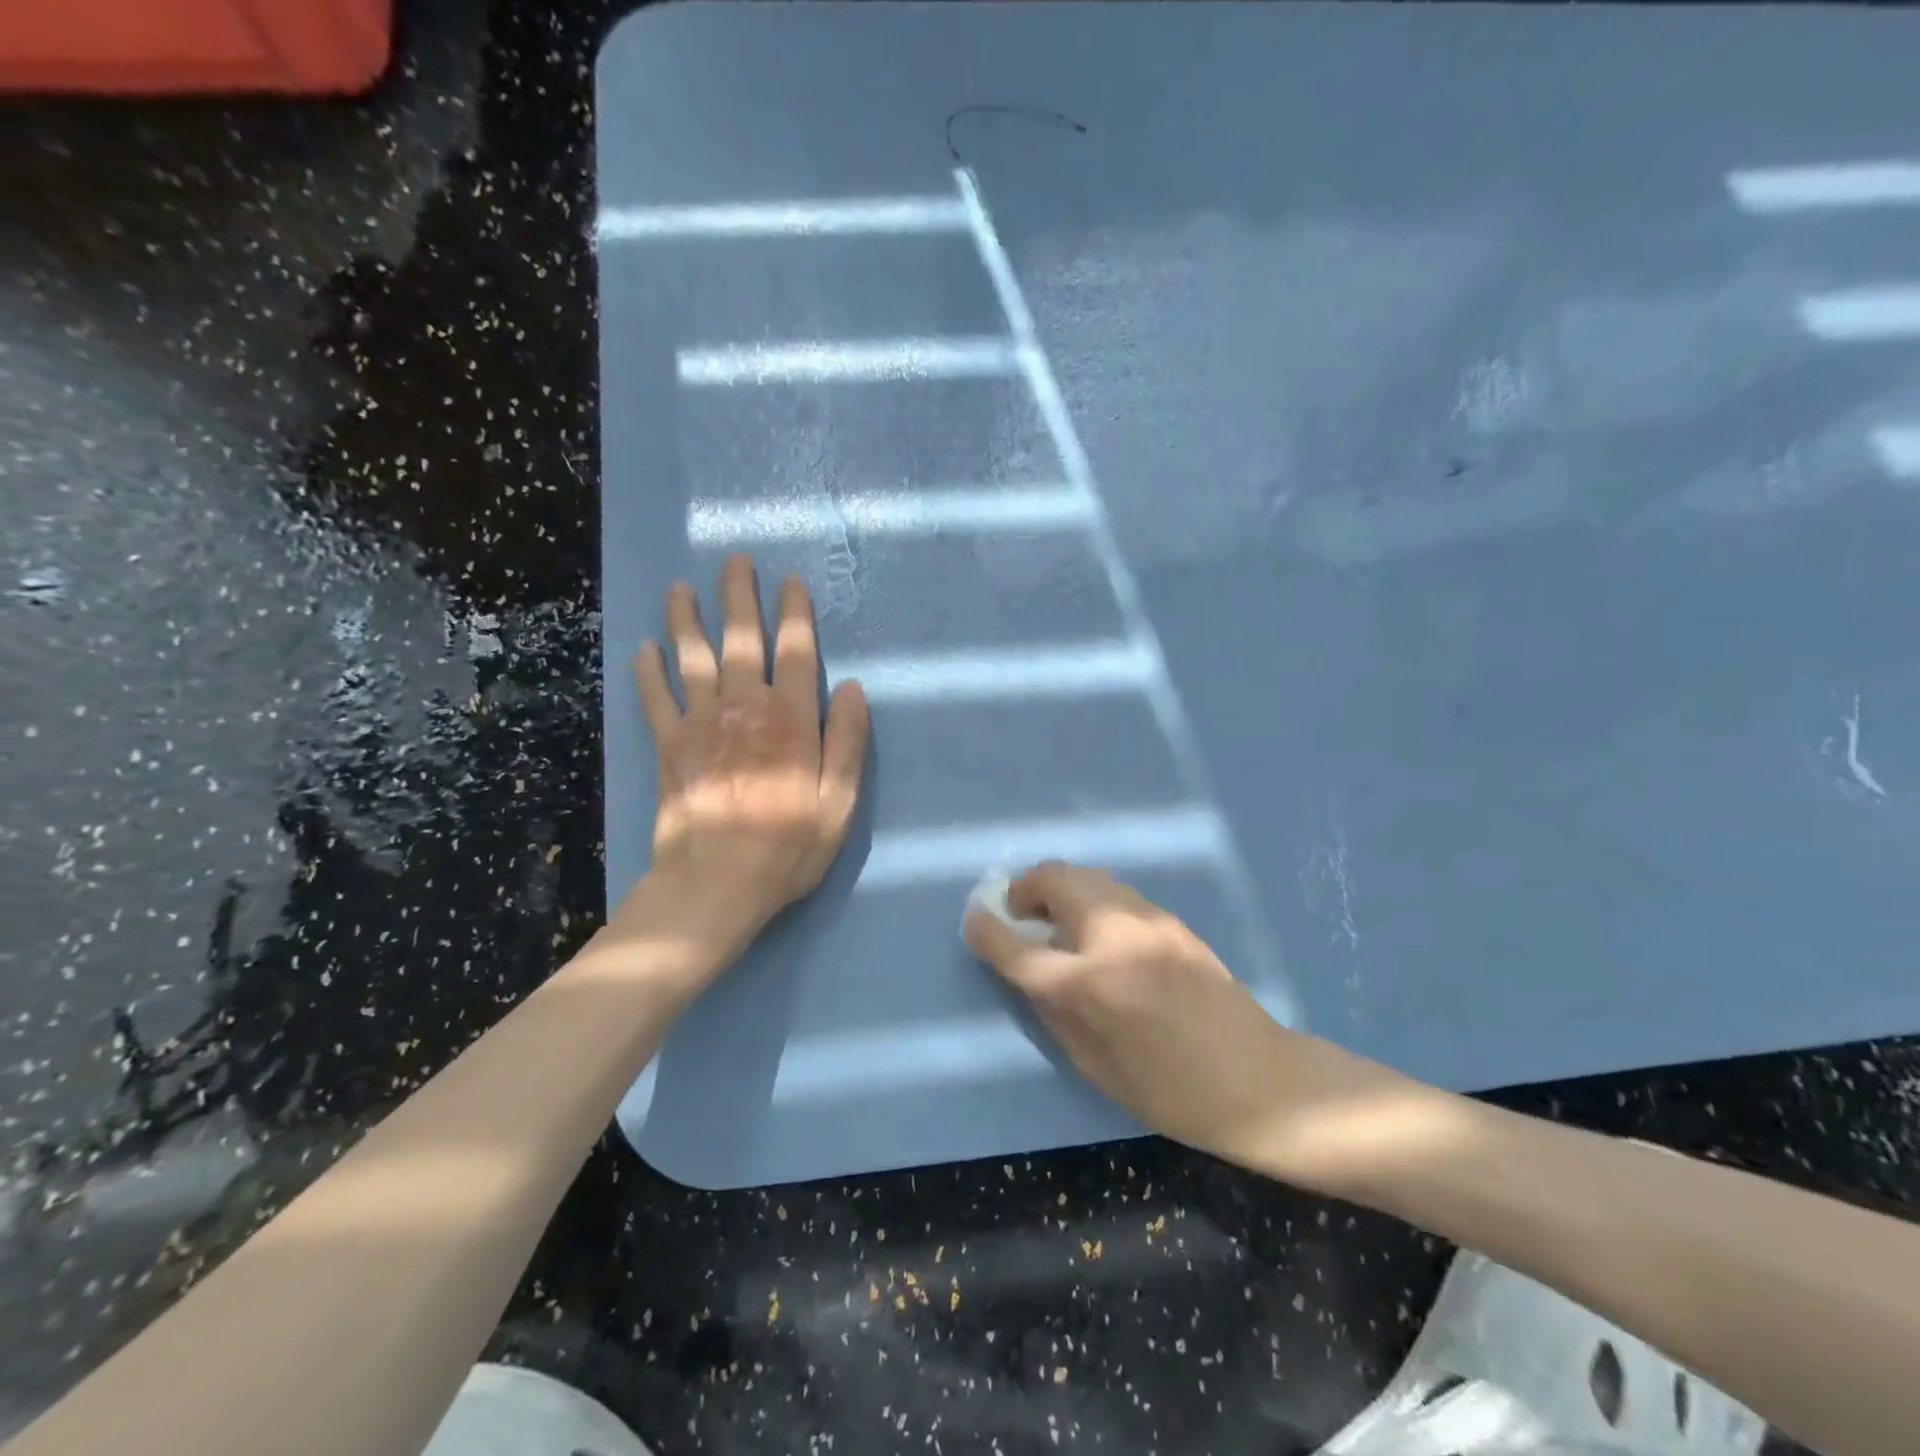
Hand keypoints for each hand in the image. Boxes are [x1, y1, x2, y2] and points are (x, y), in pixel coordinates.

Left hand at [628, 553, 868, 950]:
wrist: (716, 883)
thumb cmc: (788, 846)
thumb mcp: (840, 802)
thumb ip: (849, 742)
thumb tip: (856, 689)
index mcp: (792, 720)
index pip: (796, 653)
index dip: (794, 614)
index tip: (789, 582)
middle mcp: (745, 708)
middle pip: (741, 641)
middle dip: (738, 598)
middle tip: (733, 562)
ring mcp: (701, 724)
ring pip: (692, 658)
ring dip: (687, 620)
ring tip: (681, 590)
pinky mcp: (669, 746)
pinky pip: (655, 698)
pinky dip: (648, 671)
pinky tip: (644, 649)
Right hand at [964, 861, 1388, 1173]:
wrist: (1259, 1080)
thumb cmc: (1170, 1092)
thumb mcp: (1094, 1066)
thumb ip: (1052, 1009)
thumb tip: (1026, 969)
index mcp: (1089, 985)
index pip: (1018, 946)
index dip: (987, 930)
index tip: (973, 920)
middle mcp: (1114, 936)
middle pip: (1052, 879)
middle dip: (1024, 890)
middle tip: (1019, 917)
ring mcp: (1146, 919)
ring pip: (1086, 875)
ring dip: (1059, 889)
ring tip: (1057, 922)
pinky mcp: (1170, 918)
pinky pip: (1114, 891)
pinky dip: (1090, 899)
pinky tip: (1098, 932)